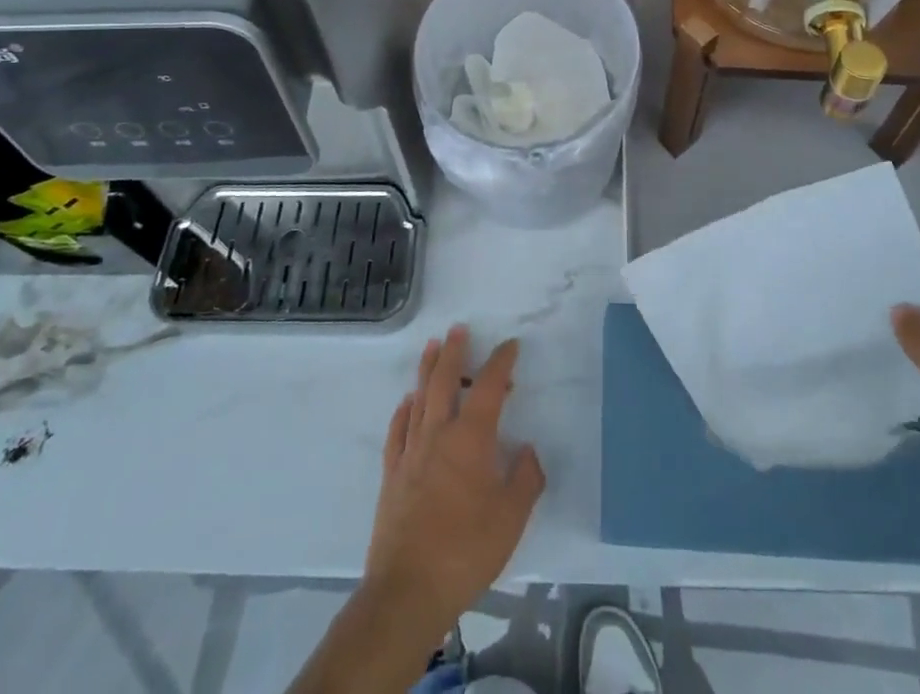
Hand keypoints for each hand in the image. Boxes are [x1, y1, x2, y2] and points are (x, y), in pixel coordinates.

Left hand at [363, 325, 545, 642]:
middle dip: (454, 352)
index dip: (501, 362)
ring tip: (433, 346)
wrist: (408, 590)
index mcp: (471, 438)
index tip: (510, 346)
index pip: (489, 387)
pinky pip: (397, 430)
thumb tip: (528, 450)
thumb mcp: (511, 518)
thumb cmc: (466, 550)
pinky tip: (407, 402)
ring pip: (419, 397)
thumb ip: (526, 479)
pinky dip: (404, 410)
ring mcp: (411, 452)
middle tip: (459, 328)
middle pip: (445, 380)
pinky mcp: (392, 474)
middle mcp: (438, 434)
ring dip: (427, 369)